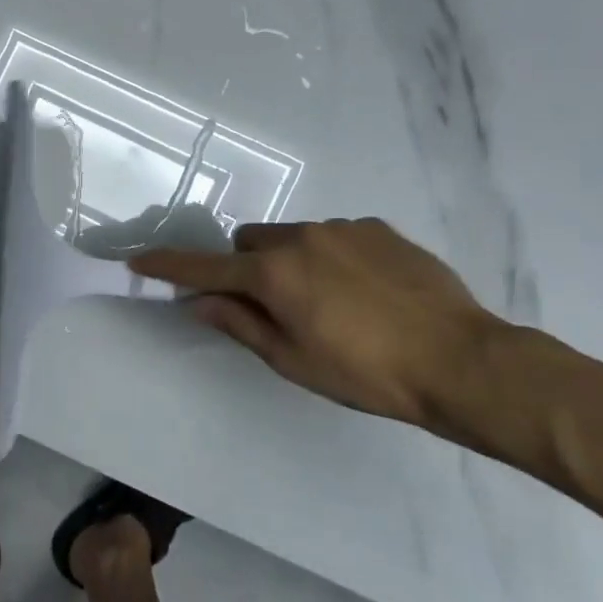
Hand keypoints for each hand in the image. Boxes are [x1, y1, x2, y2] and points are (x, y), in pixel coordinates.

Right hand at [128, 218, 502, 430]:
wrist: (462, 361)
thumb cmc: (367, 373)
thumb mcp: (294, 360)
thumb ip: (240, 324)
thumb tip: (200, 302)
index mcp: (273, 274)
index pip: (205, 268)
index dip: (170, 267)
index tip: (140, 262)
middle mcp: (300, 238)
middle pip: (249, 243)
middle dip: (247, 269)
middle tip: (274, 307)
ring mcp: (342, 228)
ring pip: (292, 237)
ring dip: (291, 262)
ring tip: (333, 303)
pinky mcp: (378, 228)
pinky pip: (334, 236)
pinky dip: (332, 257)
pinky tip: (366, 292)